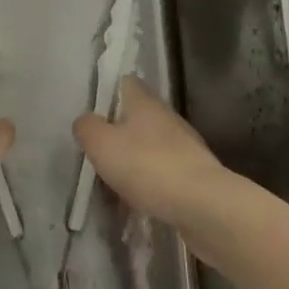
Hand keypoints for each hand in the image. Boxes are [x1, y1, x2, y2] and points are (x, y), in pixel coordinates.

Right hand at [73, 76, 232, 227]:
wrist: (203, 205)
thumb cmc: (147, 166)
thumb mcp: (101, 144)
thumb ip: (87, 128)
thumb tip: (85, 121)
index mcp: (145, 102)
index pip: (126, 83)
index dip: (109, 91)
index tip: (94, 110)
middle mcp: (167, 117)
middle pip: (139, 115)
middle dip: (120, 130)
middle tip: (99, 150)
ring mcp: (186, 146)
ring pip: (152, 144)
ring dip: (135, 158)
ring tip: (115, 180)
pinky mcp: (195, 174)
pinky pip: (165, 171)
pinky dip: (151, 181)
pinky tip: (139, 199)